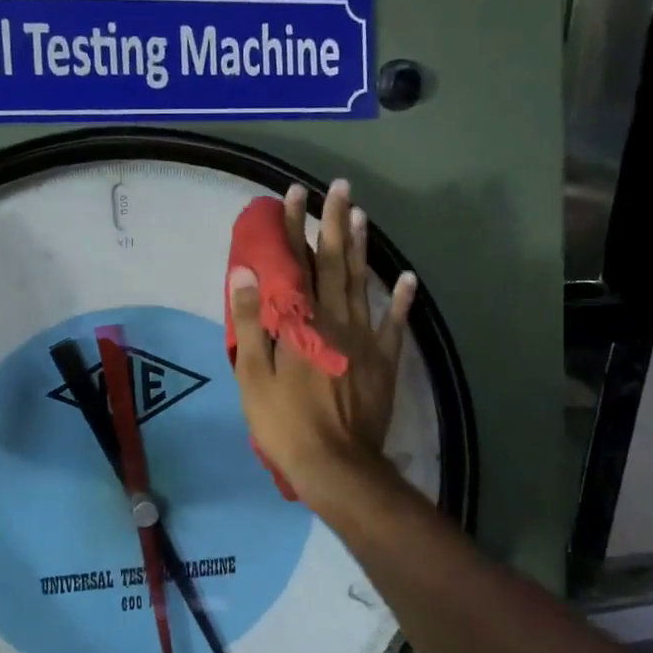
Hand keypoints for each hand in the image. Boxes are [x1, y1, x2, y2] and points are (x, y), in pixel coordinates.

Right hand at [227, 179, 416, 504]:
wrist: (336, 464)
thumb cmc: (284, 422)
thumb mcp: (254, 374)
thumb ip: (252, 321)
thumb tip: (246, 272)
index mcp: (302, 322)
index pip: (295, 264)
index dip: (292, 228)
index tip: (291, 195)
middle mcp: (336, 320)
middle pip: (334, 263)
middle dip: (332, 223)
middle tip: (337, 187)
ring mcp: (364, 339)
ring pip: (362, 283)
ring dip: (362, 247)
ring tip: (361, 214)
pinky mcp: (384, 361)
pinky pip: (394, 324)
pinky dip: (400, 300)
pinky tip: (406, 278)